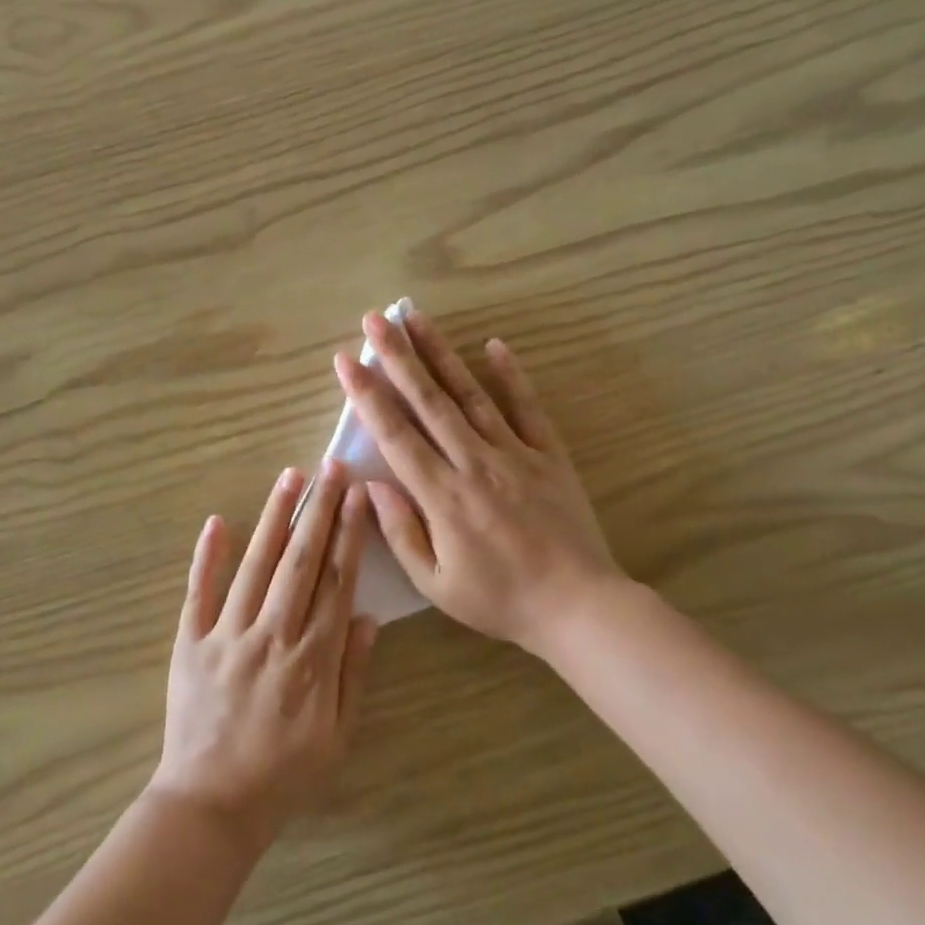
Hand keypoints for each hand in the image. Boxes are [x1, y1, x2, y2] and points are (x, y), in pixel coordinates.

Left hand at [150, 463, 376, 847]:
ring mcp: (227, 635)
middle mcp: (273, 635)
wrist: (212, 804)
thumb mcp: (337, 736)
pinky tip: (217, 521)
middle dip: (318, 510)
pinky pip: (199, 592)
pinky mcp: (190, 642)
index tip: (356, 496)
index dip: (348, 534)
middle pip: (300, 561)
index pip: (336, 581)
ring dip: (273, 518)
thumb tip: (366, 616)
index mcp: (313, 658)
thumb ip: (353, 673)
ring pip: (255, 565)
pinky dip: (207, 556)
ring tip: (289, 478)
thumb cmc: (284, 774)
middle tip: (330, 468)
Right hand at [333, 308, 623, 658]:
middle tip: (376, 319)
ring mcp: (514, 453)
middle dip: (398, 356)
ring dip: (441, 354)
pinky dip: (510, 375)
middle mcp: (474, 462)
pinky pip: (527, 407)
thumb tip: (370, 485)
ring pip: (470, 394)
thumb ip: (400, 531)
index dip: (368, 395)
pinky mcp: (548, 455)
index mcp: (442, 495)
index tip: (347, 360)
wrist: (577, 606)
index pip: (395, 434)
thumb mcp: (435, 583)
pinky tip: (493, 345)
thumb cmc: (498, 599)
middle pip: (429, 400)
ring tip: (417, 318)